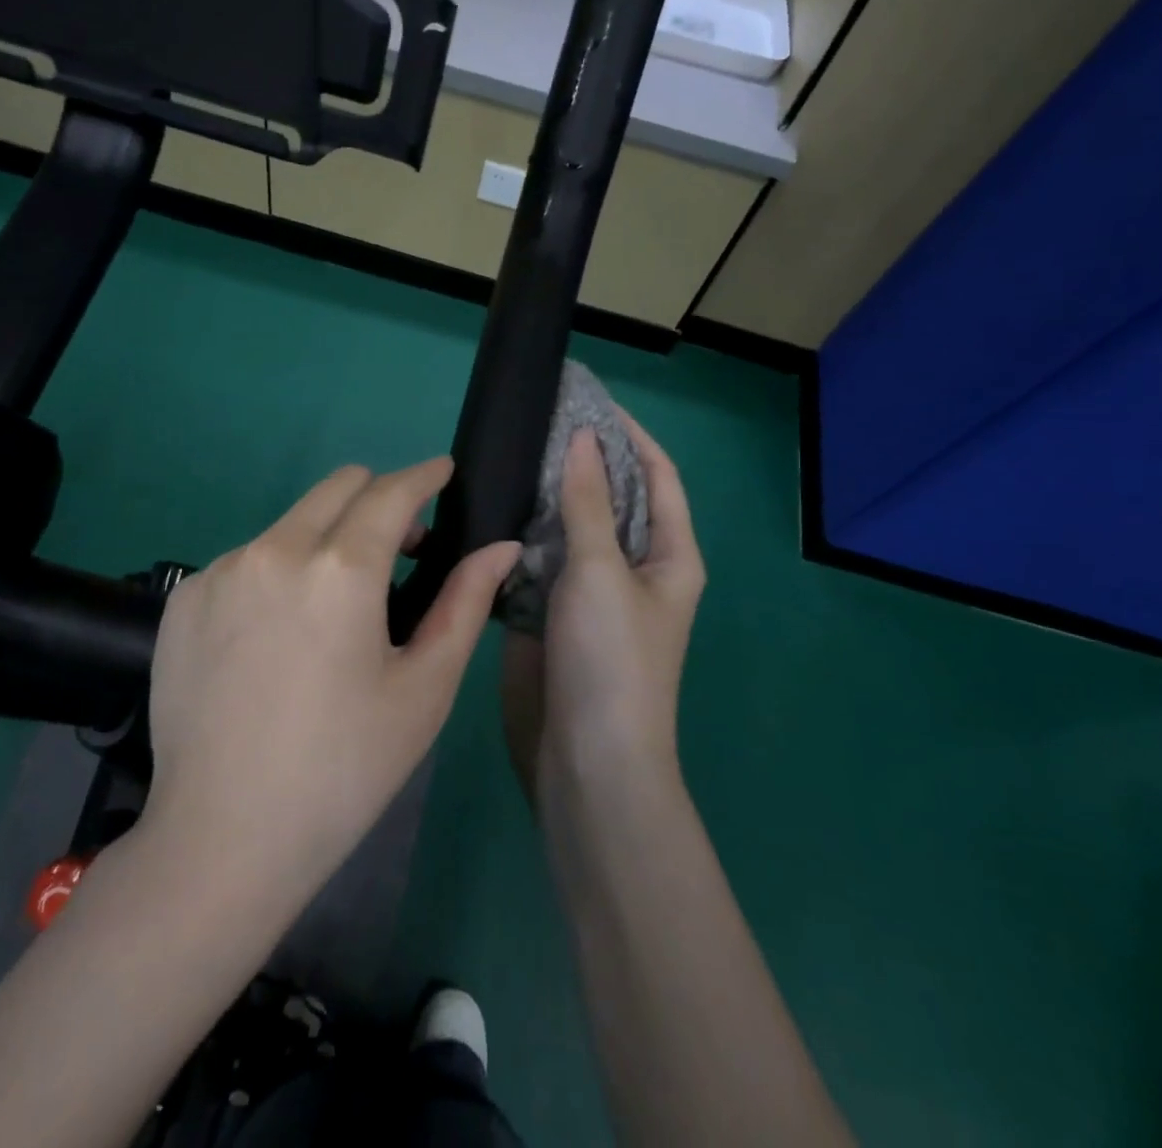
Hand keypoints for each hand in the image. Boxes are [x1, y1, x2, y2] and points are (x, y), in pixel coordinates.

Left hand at [135, 457, 521, 919]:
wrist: (221, 839)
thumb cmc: (343, 769)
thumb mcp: (424, 690)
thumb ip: (465, 603)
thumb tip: (501, 548)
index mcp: (340, 570)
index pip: (391, 491)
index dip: (425, 474)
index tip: (443, 473)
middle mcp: (275, 550)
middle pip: (339, 486)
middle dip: (379, 497)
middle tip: (402, 547)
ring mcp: (221, 571)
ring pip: (292, 521)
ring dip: (327, 538)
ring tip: (336, 606)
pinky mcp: (184, 597)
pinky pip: (248, 557)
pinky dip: (279, 570)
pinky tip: (278, 635)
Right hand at [502, 410, 704, 798]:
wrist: (586, 761)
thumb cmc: (611, 660)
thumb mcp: (602, 572)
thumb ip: (588, 504)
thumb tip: (583, 439)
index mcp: (670, 555)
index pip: (656, 475)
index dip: (629, 433)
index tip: (589, 398)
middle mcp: (635, 568)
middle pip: (611, 498)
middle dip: (581, 459)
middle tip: (535, 420)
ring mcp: (592, 593)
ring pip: (569, 528)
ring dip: (546, 496)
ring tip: (508, 454)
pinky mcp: (553, 614)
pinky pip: (539, 561)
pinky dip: (521, 534)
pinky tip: (491, 508)